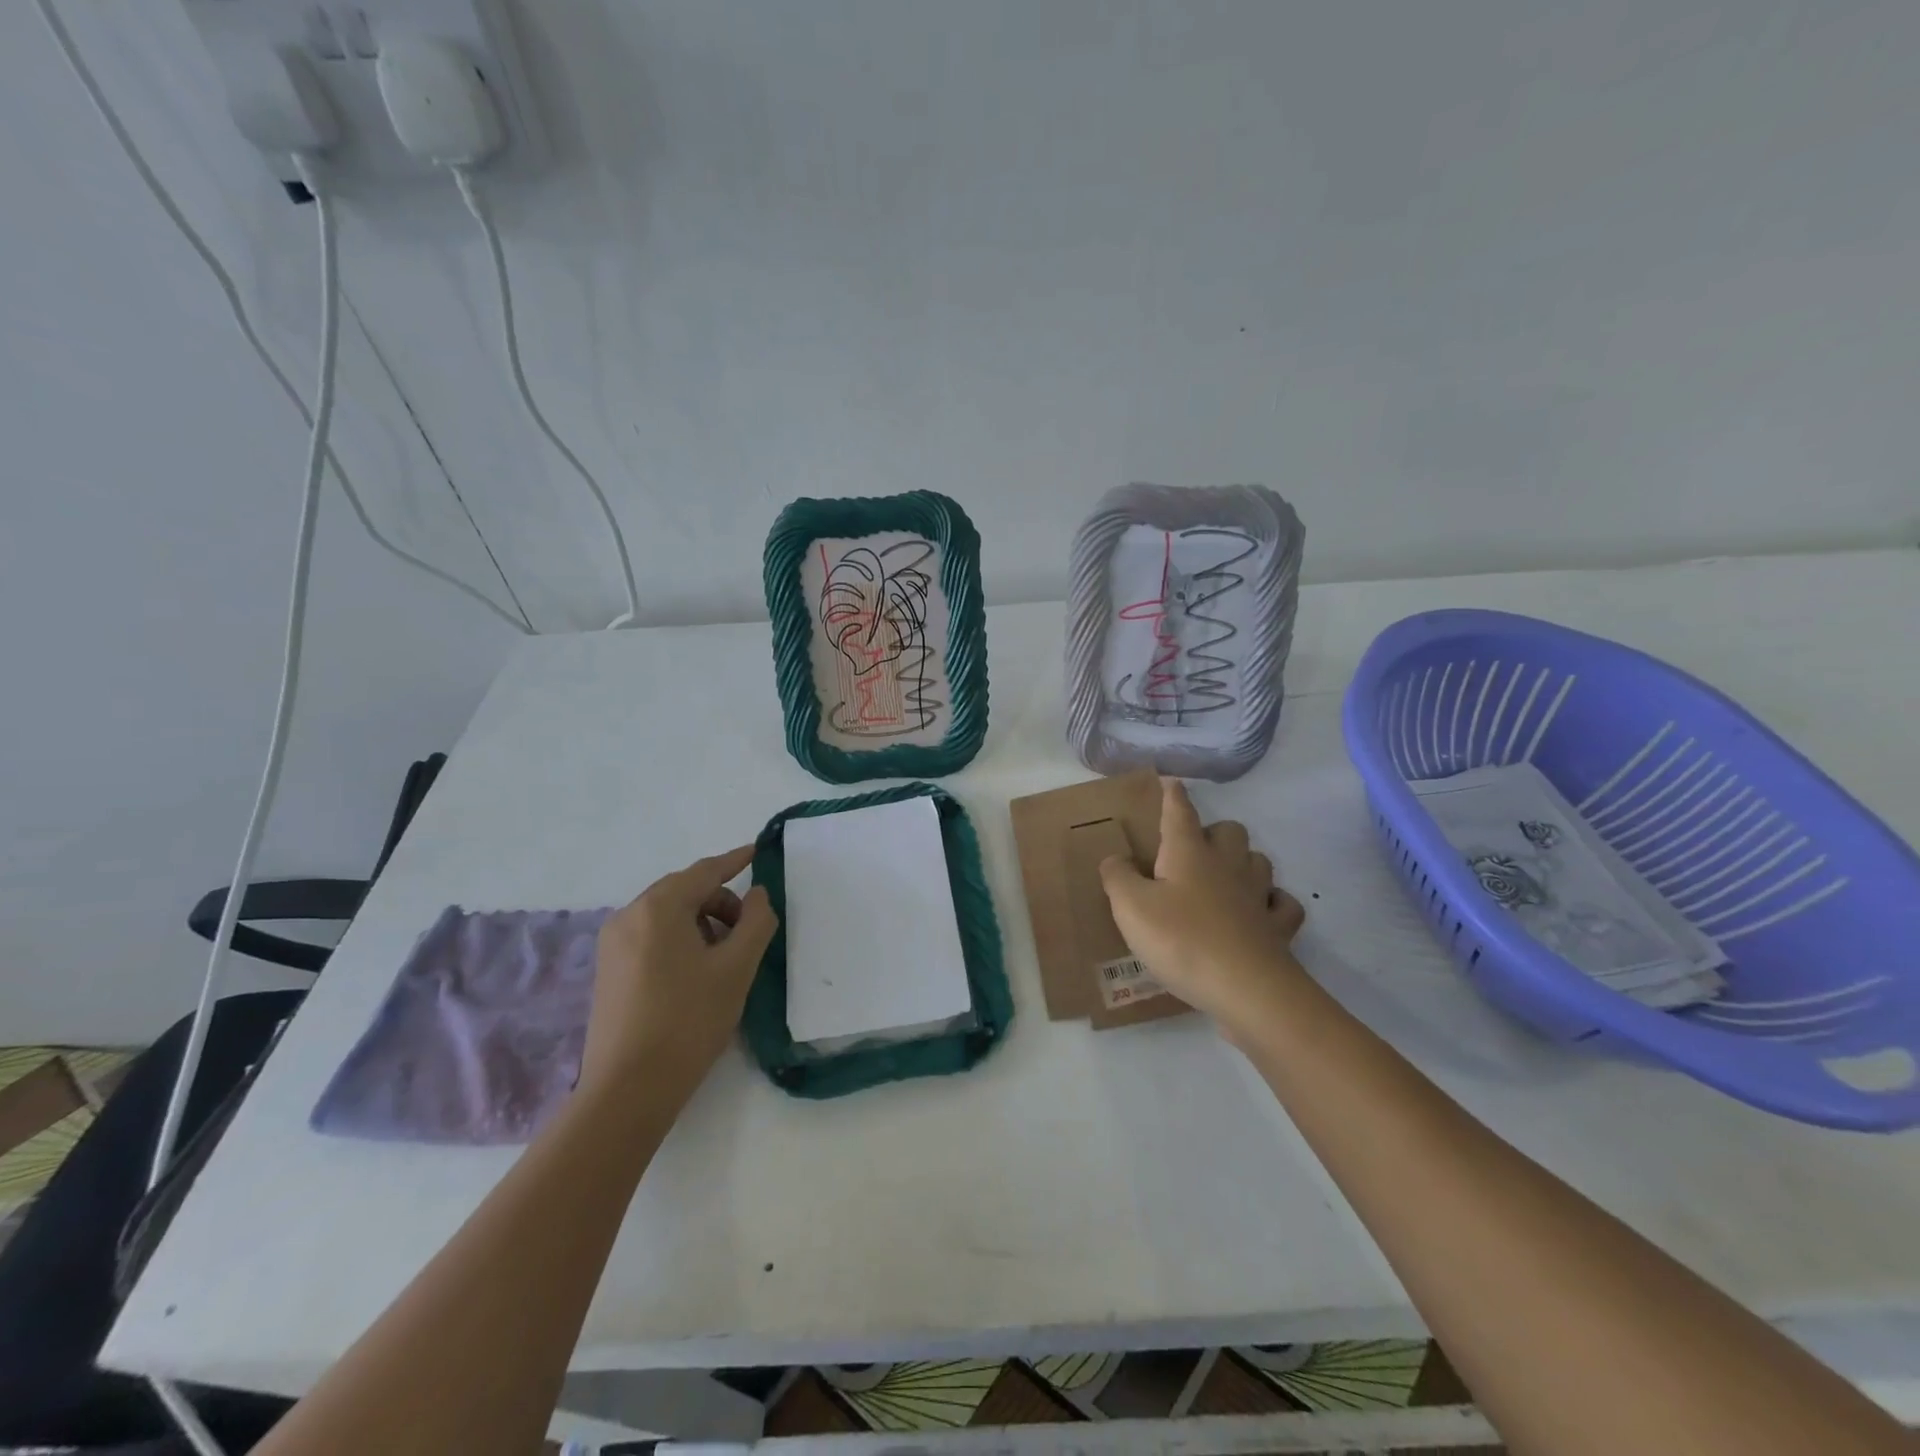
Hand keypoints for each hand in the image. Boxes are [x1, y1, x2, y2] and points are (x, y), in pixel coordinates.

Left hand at [581, 844, 777, 1103]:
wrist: (627, 1090)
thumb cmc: (688, 1021)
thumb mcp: (736, 968)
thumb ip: (756, 921)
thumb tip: (758, 894)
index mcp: (658, 907)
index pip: (705, 871)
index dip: (735, 860)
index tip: (758, 851)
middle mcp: (629, 915)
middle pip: (685, 891)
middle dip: (721, 901)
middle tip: (749, 931)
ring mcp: (612, 944)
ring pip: (668, 915)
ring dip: (702, 923)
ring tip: (723, 959)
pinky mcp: (608, 970)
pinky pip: (651, 936)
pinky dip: (680, 939)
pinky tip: (695, 973)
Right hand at [1099, 779, 1304, 1042]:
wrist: (1244, 988)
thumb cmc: (1180, 940)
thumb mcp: (1130, 907)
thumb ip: (1117, 877)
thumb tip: (1115, 858)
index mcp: (1188, 853)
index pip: (1180, 812)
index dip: (1174, 796)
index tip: (1172, 782)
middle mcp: (1227, 864)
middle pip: (1229, 830)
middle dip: (1213, 832)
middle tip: (1192, 852)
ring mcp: (1258, 895)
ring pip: (1259, 861)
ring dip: (1243, 863)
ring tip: (1224, 879)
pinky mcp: (1278, 928)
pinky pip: (1282, 904)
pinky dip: (1272, 903)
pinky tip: (1260, 912)